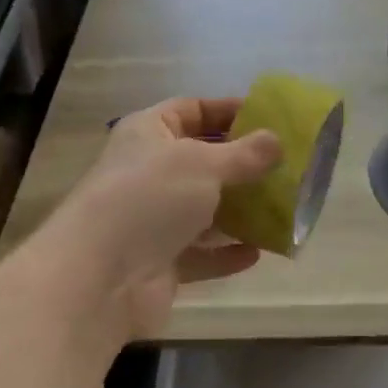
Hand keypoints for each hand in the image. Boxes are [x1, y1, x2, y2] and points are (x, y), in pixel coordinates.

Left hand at [53, 98, 281, 338]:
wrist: (99, 277)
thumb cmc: (149, 199)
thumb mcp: (202, 164)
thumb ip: (244, 154)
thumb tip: (276, 140)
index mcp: (149, 133)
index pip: (192, 110)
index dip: (229, 111)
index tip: (270, 117)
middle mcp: (149, 172)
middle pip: (202, 161)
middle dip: (243, 166)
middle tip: (287, 168)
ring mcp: (152, 220)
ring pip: (204, 210)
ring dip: (240, 212)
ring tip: (283, 209)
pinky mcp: (160, 262)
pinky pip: (201, 254)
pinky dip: (226, 253)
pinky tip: (259, 252)